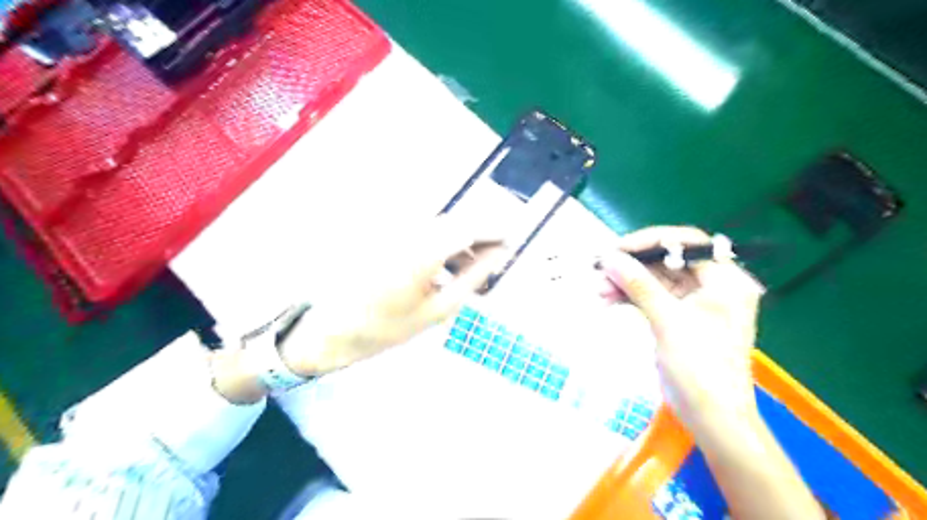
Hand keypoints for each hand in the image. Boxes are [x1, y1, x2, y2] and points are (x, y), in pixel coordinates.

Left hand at [281, 219, 505, 377]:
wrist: (335, 329)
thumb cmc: (387, 327)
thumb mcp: (437, 310)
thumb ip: (472, 279)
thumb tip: (497, 257)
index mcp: (423, 250)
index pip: (470, 228)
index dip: (495, 232)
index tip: (512, 242)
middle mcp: (409, 232)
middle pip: (456, 223)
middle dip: (479, 238)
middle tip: (492, 262)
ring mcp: (395, 232)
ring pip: (441, 227)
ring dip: (460, 243)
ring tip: (470, 272)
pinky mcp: (387, 236)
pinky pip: (423, 233)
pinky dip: (441, 246)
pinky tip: (444, 269)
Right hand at [597, 225, 763, 431]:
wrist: (710, 417)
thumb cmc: (700, 368)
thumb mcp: (669, 321)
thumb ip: (639, 285)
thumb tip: (609, 258)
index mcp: (725, 280)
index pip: (688, 243)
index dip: (651, 241)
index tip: (618, 248)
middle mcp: (712, 285)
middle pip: (667, 261)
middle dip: (632, 265)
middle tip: (601, 269)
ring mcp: (693, 302)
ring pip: (654, 279)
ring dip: (626, 282)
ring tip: (599, 289)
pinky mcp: (677, 317)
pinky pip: (650, 296)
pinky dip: (629, 297)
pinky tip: (607, 300)